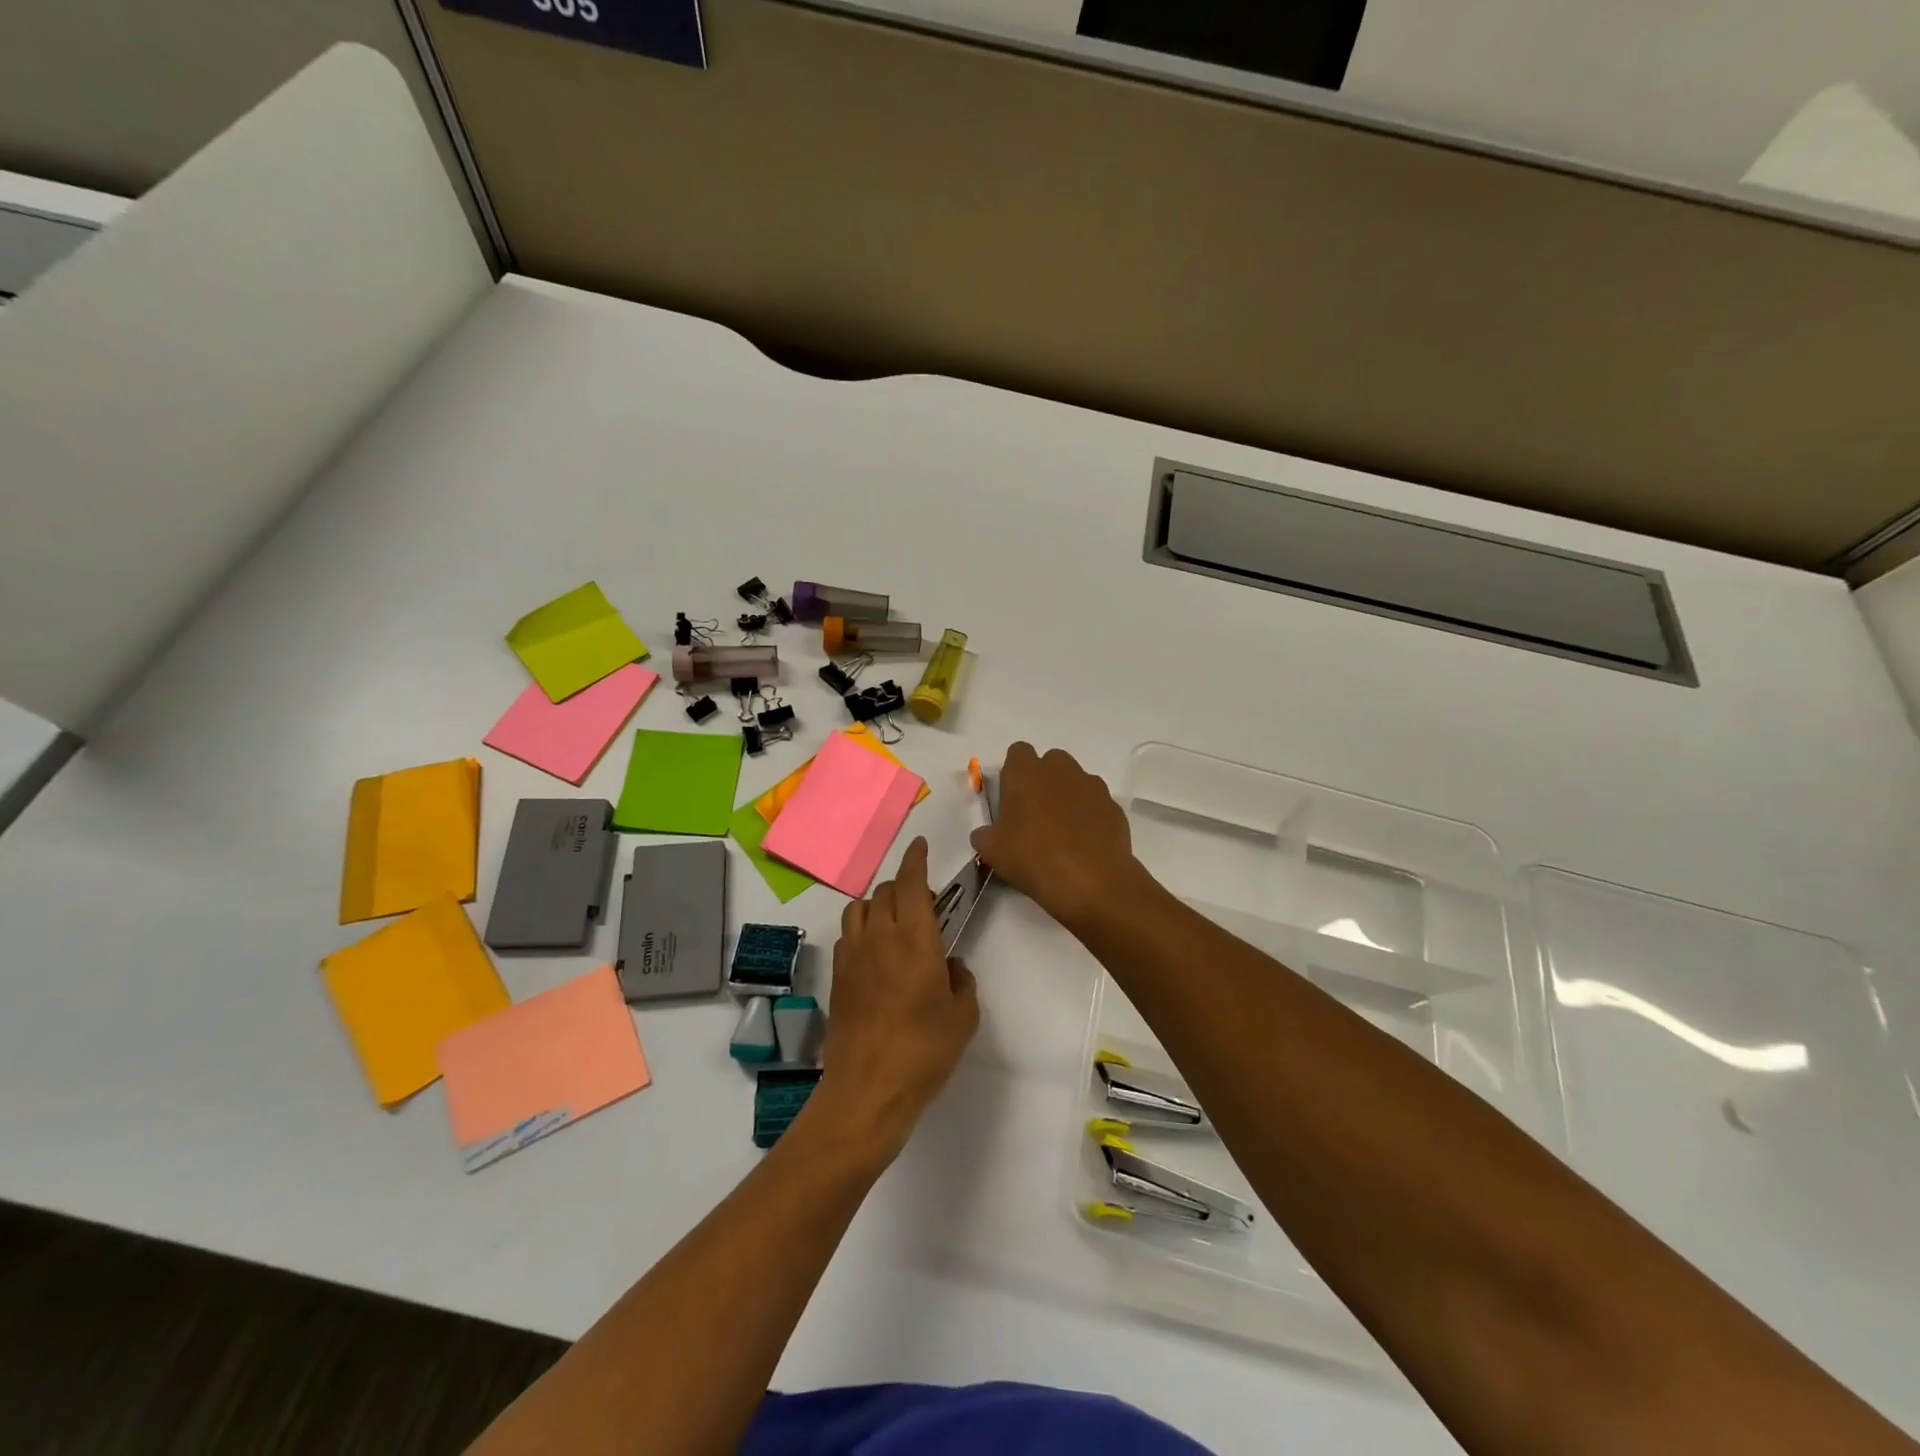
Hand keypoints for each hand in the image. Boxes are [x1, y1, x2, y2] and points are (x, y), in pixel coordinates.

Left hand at [814, 838, 978, 1159]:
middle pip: (886, 890)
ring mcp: (852, 955)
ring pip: (860, 908)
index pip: (911, 882)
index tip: (920, 845)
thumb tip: (950, 966)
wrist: (868, 1088)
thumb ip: (961, 980)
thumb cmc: (925, 1050)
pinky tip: (874, 953)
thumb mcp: (964, 1016)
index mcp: (914, 937)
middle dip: (904, 885)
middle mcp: (879, 936)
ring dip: (879, 905)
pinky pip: (848, 935)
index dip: (916, 858)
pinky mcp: (837, 976)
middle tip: (922, 902)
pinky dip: (862, 930)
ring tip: (894, 923)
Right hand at [970, 743, 1148, 930]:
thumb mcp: (993, 852)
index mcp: (1025, 773)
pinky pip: (1096, 803)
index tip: (1012, 798)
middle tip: (1035, 814)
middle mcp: (1060, 770)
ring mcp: (1091, 786)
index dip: (1014, 772)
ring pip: (1076, 780)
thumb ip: (985, 835)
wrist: (1092, 882)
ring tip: (1063, 832)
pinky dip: (1090, 815)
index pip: (1018, 752)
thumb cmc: (1033, 858)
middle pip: (1050, 761)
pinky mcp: (1114, 806)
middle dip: (1043, 780)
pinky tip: (1085, 843)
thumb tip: (986, 834)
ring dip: (1068, 796)